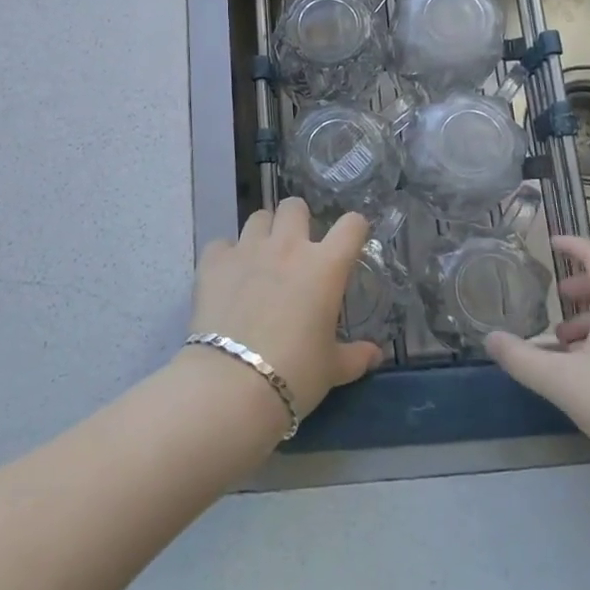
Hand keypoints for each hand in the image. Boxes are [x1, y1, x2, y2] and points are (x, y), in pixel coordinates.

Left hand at [187, 198, 382, 423]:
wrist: (232, 384)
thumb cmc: (295, 373)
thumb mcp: (332, 369)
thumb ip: (355, 356)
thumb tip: (375, 354)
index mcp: (325, 266)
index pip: (351, 226)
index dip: (354, 228)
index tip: (351, 242)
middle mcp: (288, 246)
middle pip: (294, 206)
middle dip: (298, 219)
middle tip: (297, 246)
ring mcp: (248, 249)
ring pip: (258, 217)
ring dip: (263, 232)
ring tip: (261, 257)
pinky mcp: (214, 261)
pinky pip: (222, 244)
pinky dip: (227, 256)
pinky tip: (228, 276)